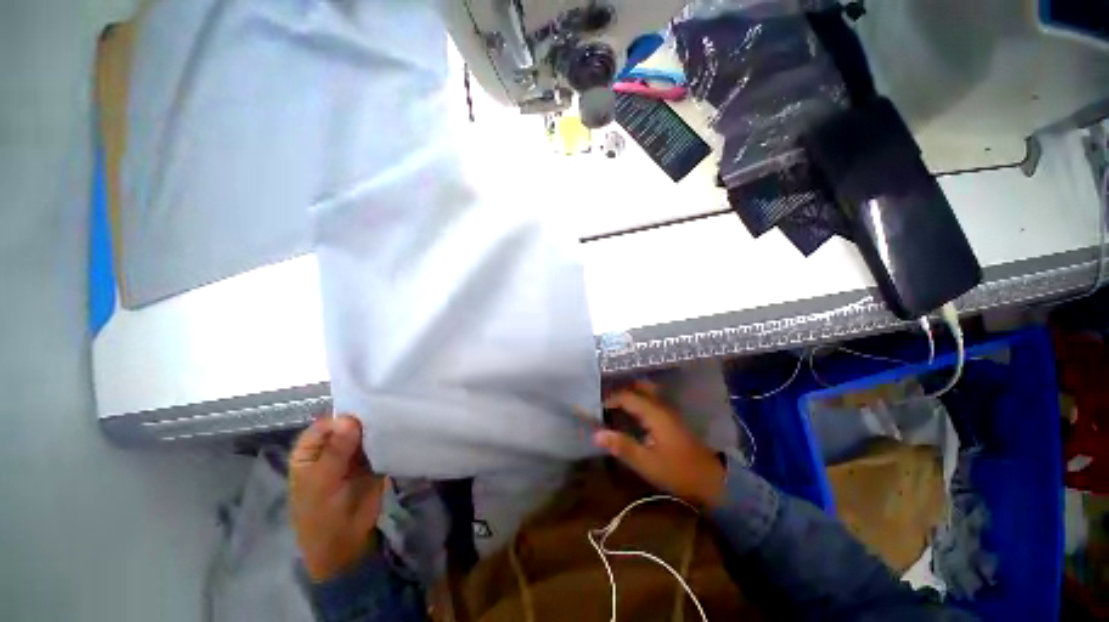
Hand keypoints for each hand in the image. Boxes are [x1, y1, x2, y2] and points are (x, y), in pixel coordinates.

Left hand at [290, 416, 387, 582]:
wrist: (344, 544)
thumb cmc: (320, 516)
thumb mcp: (322, 484)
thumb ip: (335, 451)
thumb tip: (349, 419)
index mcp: (311, 451)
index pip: (327, 424)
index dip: (345, 416)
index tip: (367, 410)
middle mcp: (332, 448)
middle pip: (349, 425)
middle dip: (366, 418)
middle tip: (388, 407)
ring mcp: (354, 454)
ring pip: (366, 432)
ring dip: (379, 426)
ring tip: (398, 414)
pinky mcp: (373, 460)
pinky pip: (381, 443)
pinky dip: (389, 437)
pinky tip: (401, 428)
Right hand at [594, 382, 726, 508]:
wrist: (712, 481)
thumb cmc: (678, 471)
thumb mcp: (647, 463)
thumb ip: (622, 446)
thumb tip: (596, 434)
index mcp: (654, 413)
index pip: (627, 396)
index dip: (610, 399)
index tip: (596, 408)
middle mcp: (662, 406)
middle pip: (639, 387)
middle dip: (621, 391)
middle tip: (605, 401)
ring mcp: (669, 411)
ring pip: (646, 392)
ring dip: (630, 395)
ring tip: (614, 406)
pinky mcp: (672, 419)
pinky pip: (651, 402)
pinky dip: (638, 402)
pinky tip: (631, 415)